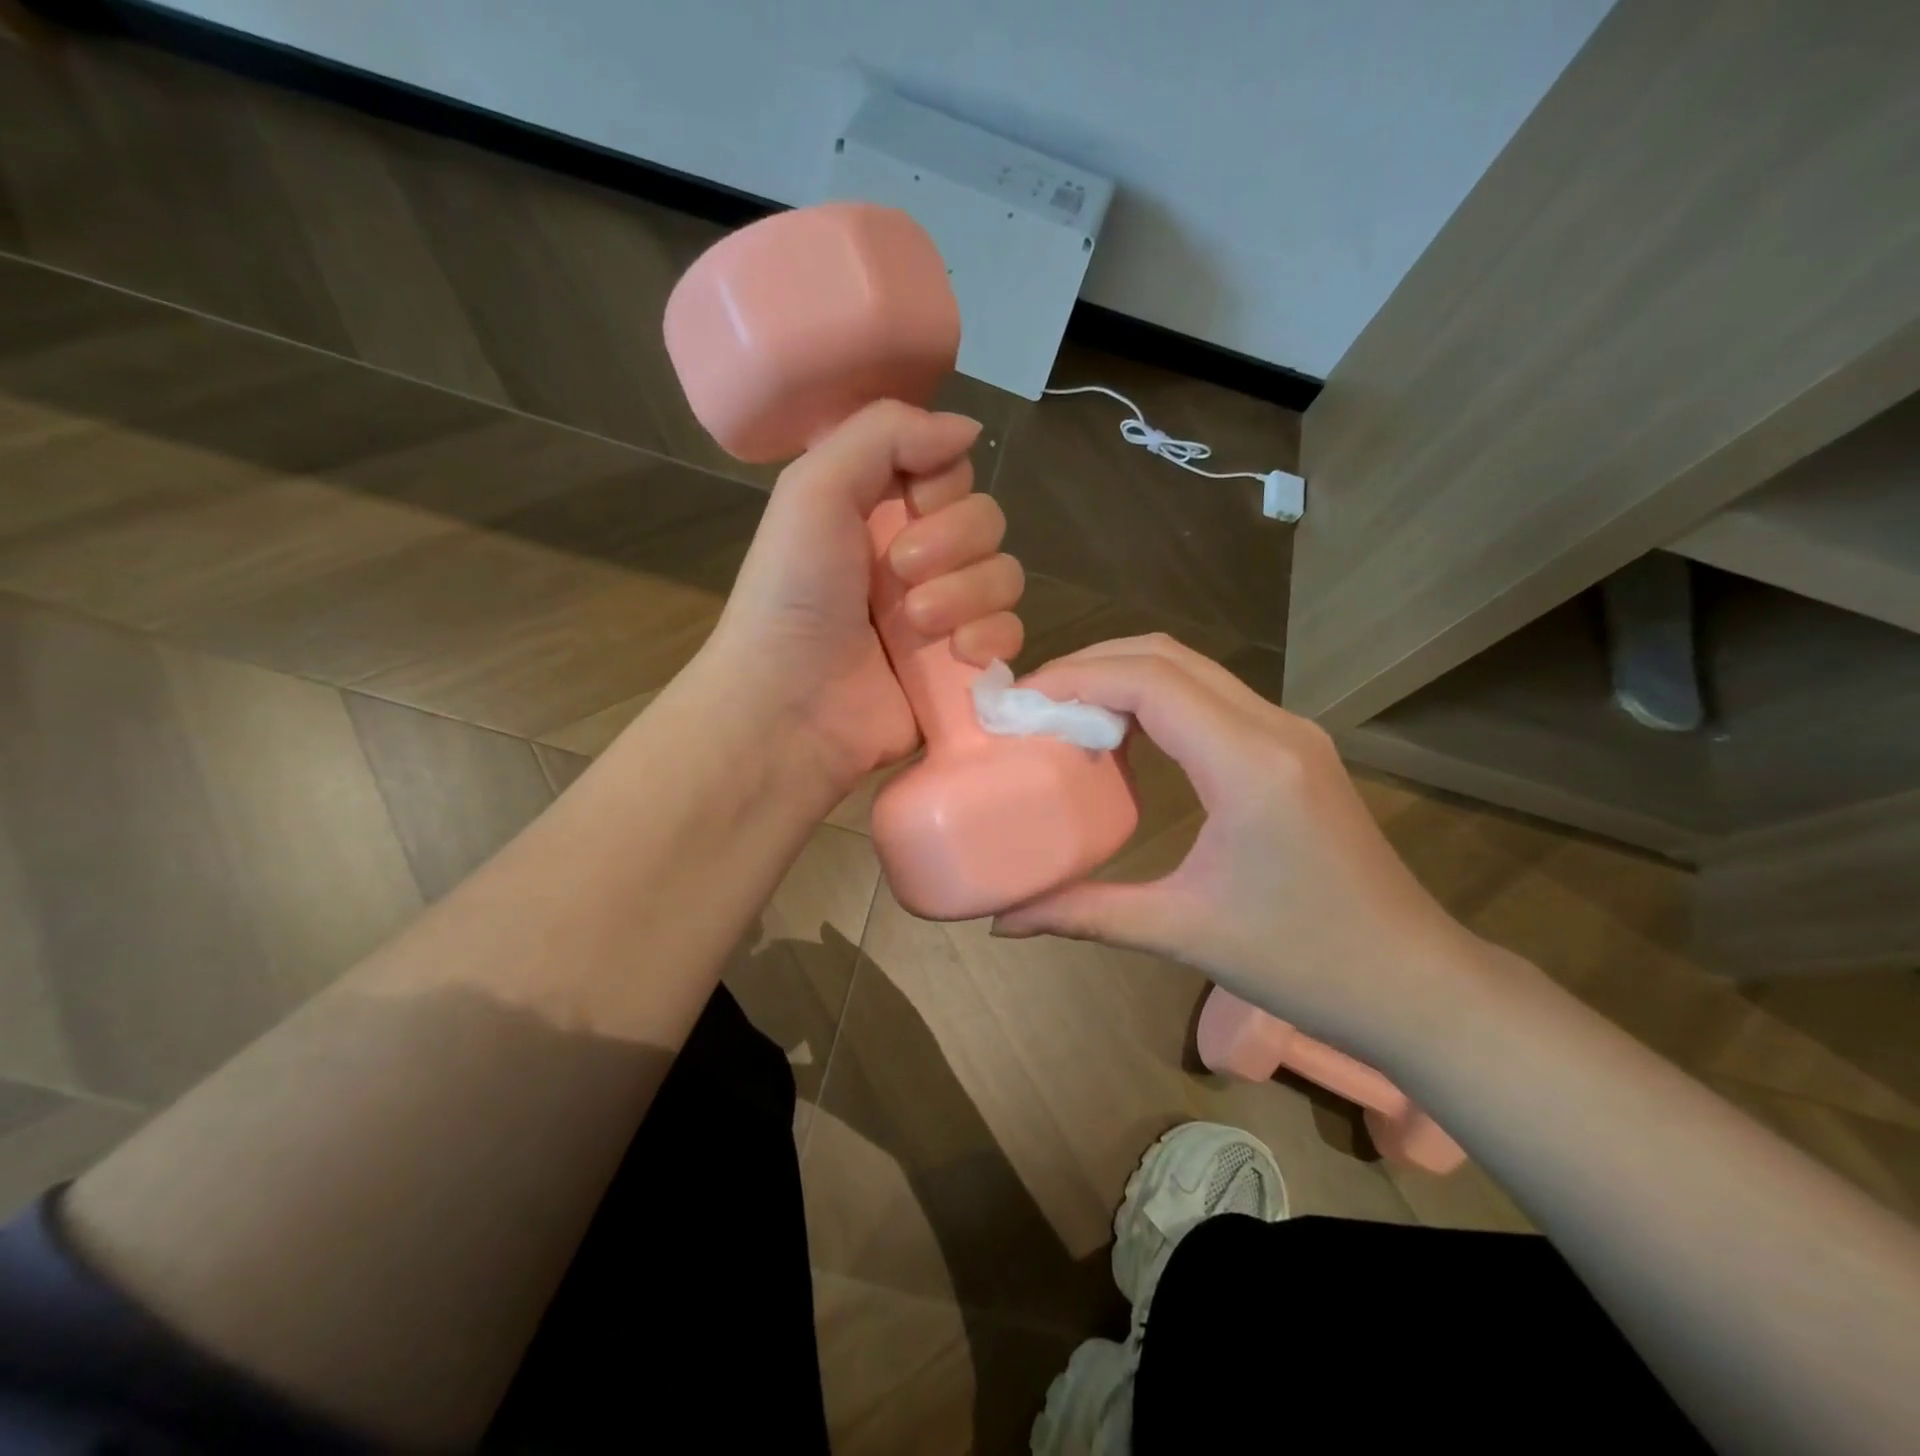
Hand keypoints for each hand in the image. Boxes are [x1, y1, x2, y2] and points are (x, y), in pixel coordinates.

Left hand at [703, 400, 1025, 795]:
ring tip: (916, 623)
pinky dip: (992, 638)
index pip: (953, 473)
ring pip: (1006, 576)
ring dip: (967, 594)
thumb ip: (886, 433)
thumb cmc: (793, 594)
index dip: (943, 486)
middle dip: (952, 543)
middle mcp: (918, 559)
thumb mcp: (815, 488)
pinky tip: (958, 654)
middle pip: (988, 522)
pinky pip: (1012, 633)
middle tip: (899, 574)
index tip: (910, 504)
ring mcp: (945, 616)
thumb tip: (969, 428)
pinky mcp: (963, 667)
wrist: (790, 704)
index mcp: (881, 513)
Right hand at [992, 635, 1492, 1060]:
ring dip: (1123, 676)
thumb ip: (1085, 915)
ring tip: (1065, 713)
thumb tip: (1001, 922)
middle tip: (1032, 702)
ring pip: (1192, 668)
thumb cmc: (1304, 964)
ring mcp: (1290, 731)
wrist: (1414, 981)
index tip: (1019, 700)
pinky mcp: (1293, 747)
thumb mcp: (1182, 934)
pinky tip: (1124, 735)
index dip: (1076, 678)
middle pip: (1167, 656)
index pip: (1150, 682)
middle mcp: (1274, 728)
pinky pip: (1211, 696)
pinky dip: (1155, 697)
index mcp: (1249, 765)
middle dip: (1091, 666)